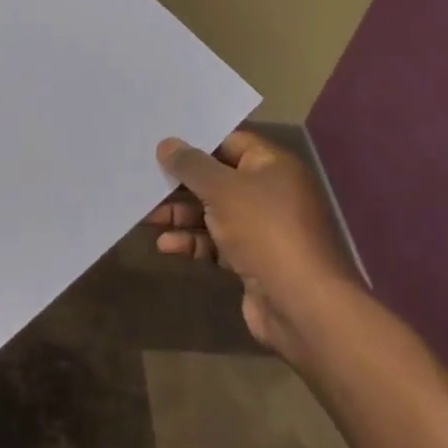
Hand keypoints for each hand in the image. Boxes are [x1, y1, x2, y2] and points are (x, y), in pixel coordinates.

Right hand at [151, 128, 361, 357]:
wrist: (302, 305)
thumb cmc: (264, 231)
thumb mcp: (222, 189)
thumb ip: (191, 165)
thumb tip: (167, 144)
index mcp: (274, 166)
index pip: (231, 142)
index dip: (197, 143)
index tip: (162, 145)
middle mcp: (271, 193)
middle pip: (219, 179)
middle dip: (182, 183)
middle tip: (145, 181)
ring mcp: (263, 229)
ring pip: (214, 213)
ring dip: (181, 214)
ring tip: (148, 216)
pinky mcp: (253, 260)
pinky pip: (216, 243)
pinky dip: (193, 242)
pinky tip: (166, 245)